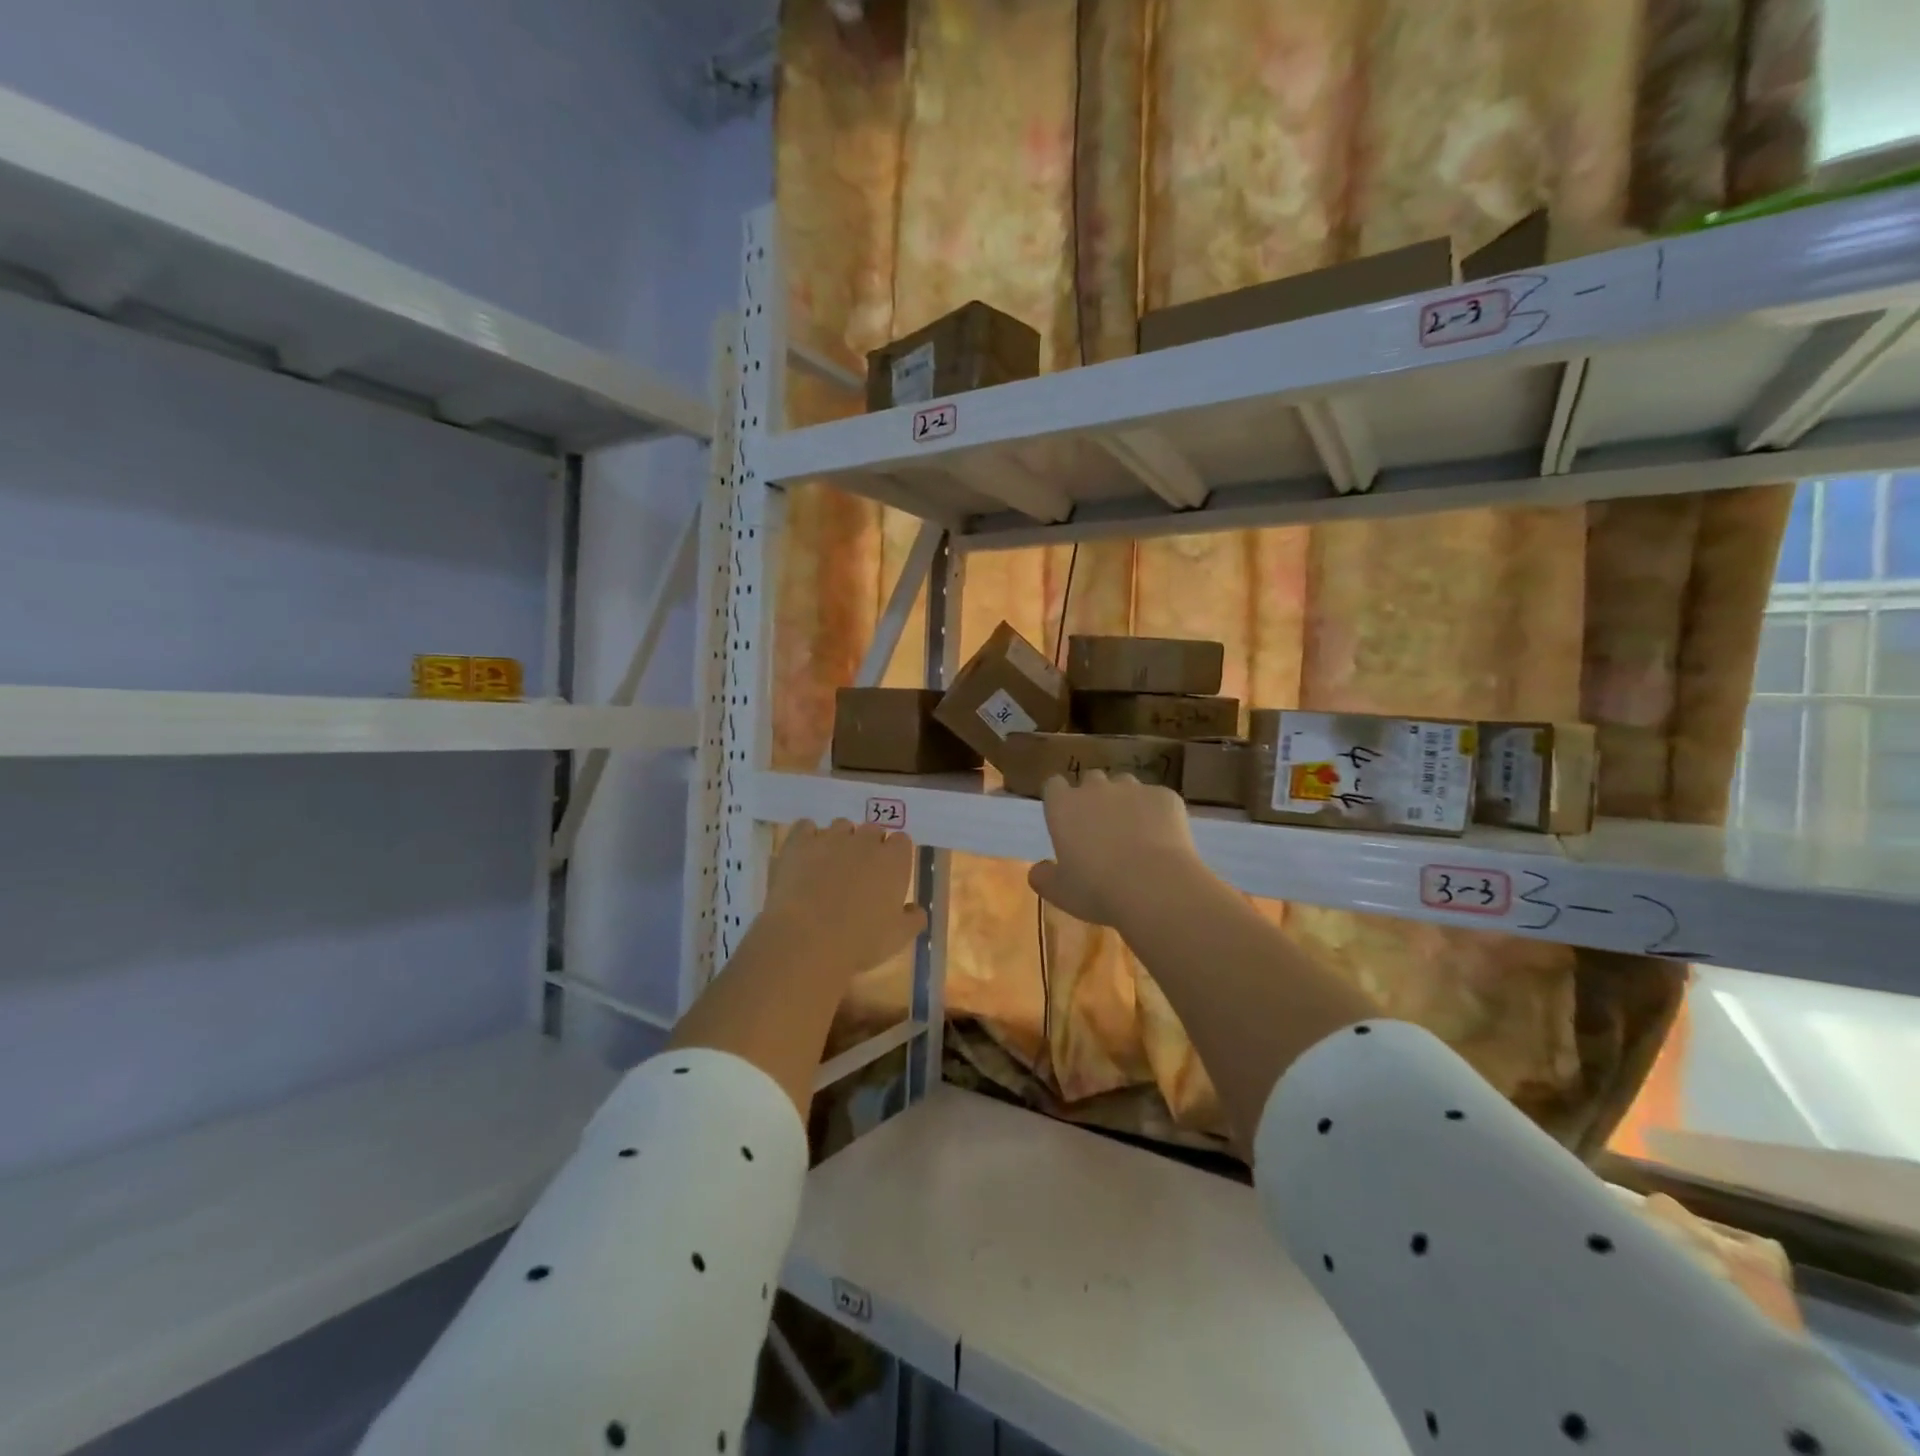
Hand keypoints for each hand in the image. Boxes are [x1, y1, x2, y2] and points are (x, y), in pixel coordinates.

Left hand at [763, 819, 926, 976]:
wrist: (806, 940)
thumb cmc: (860, 942)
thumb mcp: (898, 938)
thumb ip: (914, 919)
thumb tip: (916, 909)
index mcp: (894, 860)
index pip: (902, 841)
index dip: (895, 855)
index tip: (888, 873)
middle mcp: (865, 840)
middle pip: (872, 830)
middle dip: (868, 846)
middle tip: (859, 872)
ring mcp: (831, 838)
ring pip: (840, 826)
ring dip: (840, 840)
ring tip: (830, 865)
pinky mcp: (799, 842)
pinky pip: (806, 827)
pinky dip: (807, 837)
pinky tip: (805, 856)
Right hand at [1028, 770, 1202, 927]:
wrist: (1156, 887)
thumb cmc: (1097, 890)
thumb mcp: (1060, 892)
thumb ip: (1043, 877)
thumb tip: (1038, 869)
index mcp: (1064, 806)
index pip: (1054, 785)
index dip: (1060, 799)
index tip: (1066, 818)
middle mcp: (1096, 788)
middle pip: (1091, 780)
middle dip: (1094, 797)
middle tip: (1101, 829)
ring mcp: (1134, 788)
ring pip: (1125, 785)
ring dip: (1125, 801)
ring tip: (1135, 831)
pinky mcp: (1165, 796)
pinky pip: (1157, 799)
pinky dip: (1157, 813)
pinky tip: (1163, 839)